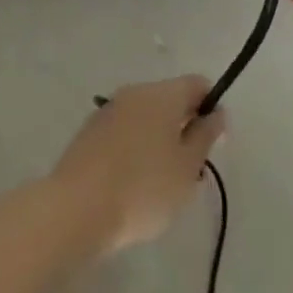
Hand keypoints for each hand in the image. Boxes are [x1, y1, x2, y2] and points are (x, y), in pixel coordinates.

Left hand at [47, 76, 224, 255]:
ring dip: (160, 139)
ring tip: (162, 182)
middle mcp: (134, 92)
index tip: (213, 142)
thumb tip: (215, 112)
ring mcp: (108, 110)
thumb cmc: (143, 188)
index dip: (211, 107)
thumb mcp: (187, 167)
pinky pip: (124, 131)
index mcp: (162, 94)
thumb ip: (205, 135)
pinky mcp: (90, 131)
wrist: (77, 209)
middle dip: (185, 127)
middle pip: (170, 99)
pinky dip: (135, 148)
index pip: (197, 84)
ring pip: (146, 116)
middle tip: (190, 170)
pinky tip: (133, 183)